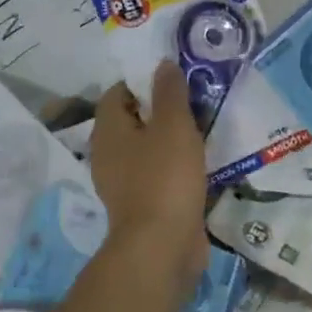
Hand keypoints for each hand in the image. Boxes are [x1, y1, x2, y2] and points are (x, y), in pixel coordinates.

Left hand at [89, 62, 208, 291]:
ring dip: (172, 138)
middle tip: (195, 99)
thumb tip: (163, 64)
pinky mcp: (142, 203)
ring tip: (204, 127)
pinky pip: (158, 172)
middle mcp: (108, 153)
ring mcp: (124, 181)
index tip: (175, 78)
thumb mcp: (173, 125)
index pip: (119, 91)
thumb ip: (169, 92)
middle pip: (134, 119)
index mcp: (108, 129)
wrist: (162, 247)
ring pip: (148, 147)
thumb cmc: (164, 177)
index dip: (144, 80)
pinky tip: (200, 162)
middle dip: (162, 108)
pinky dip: (175, 164)